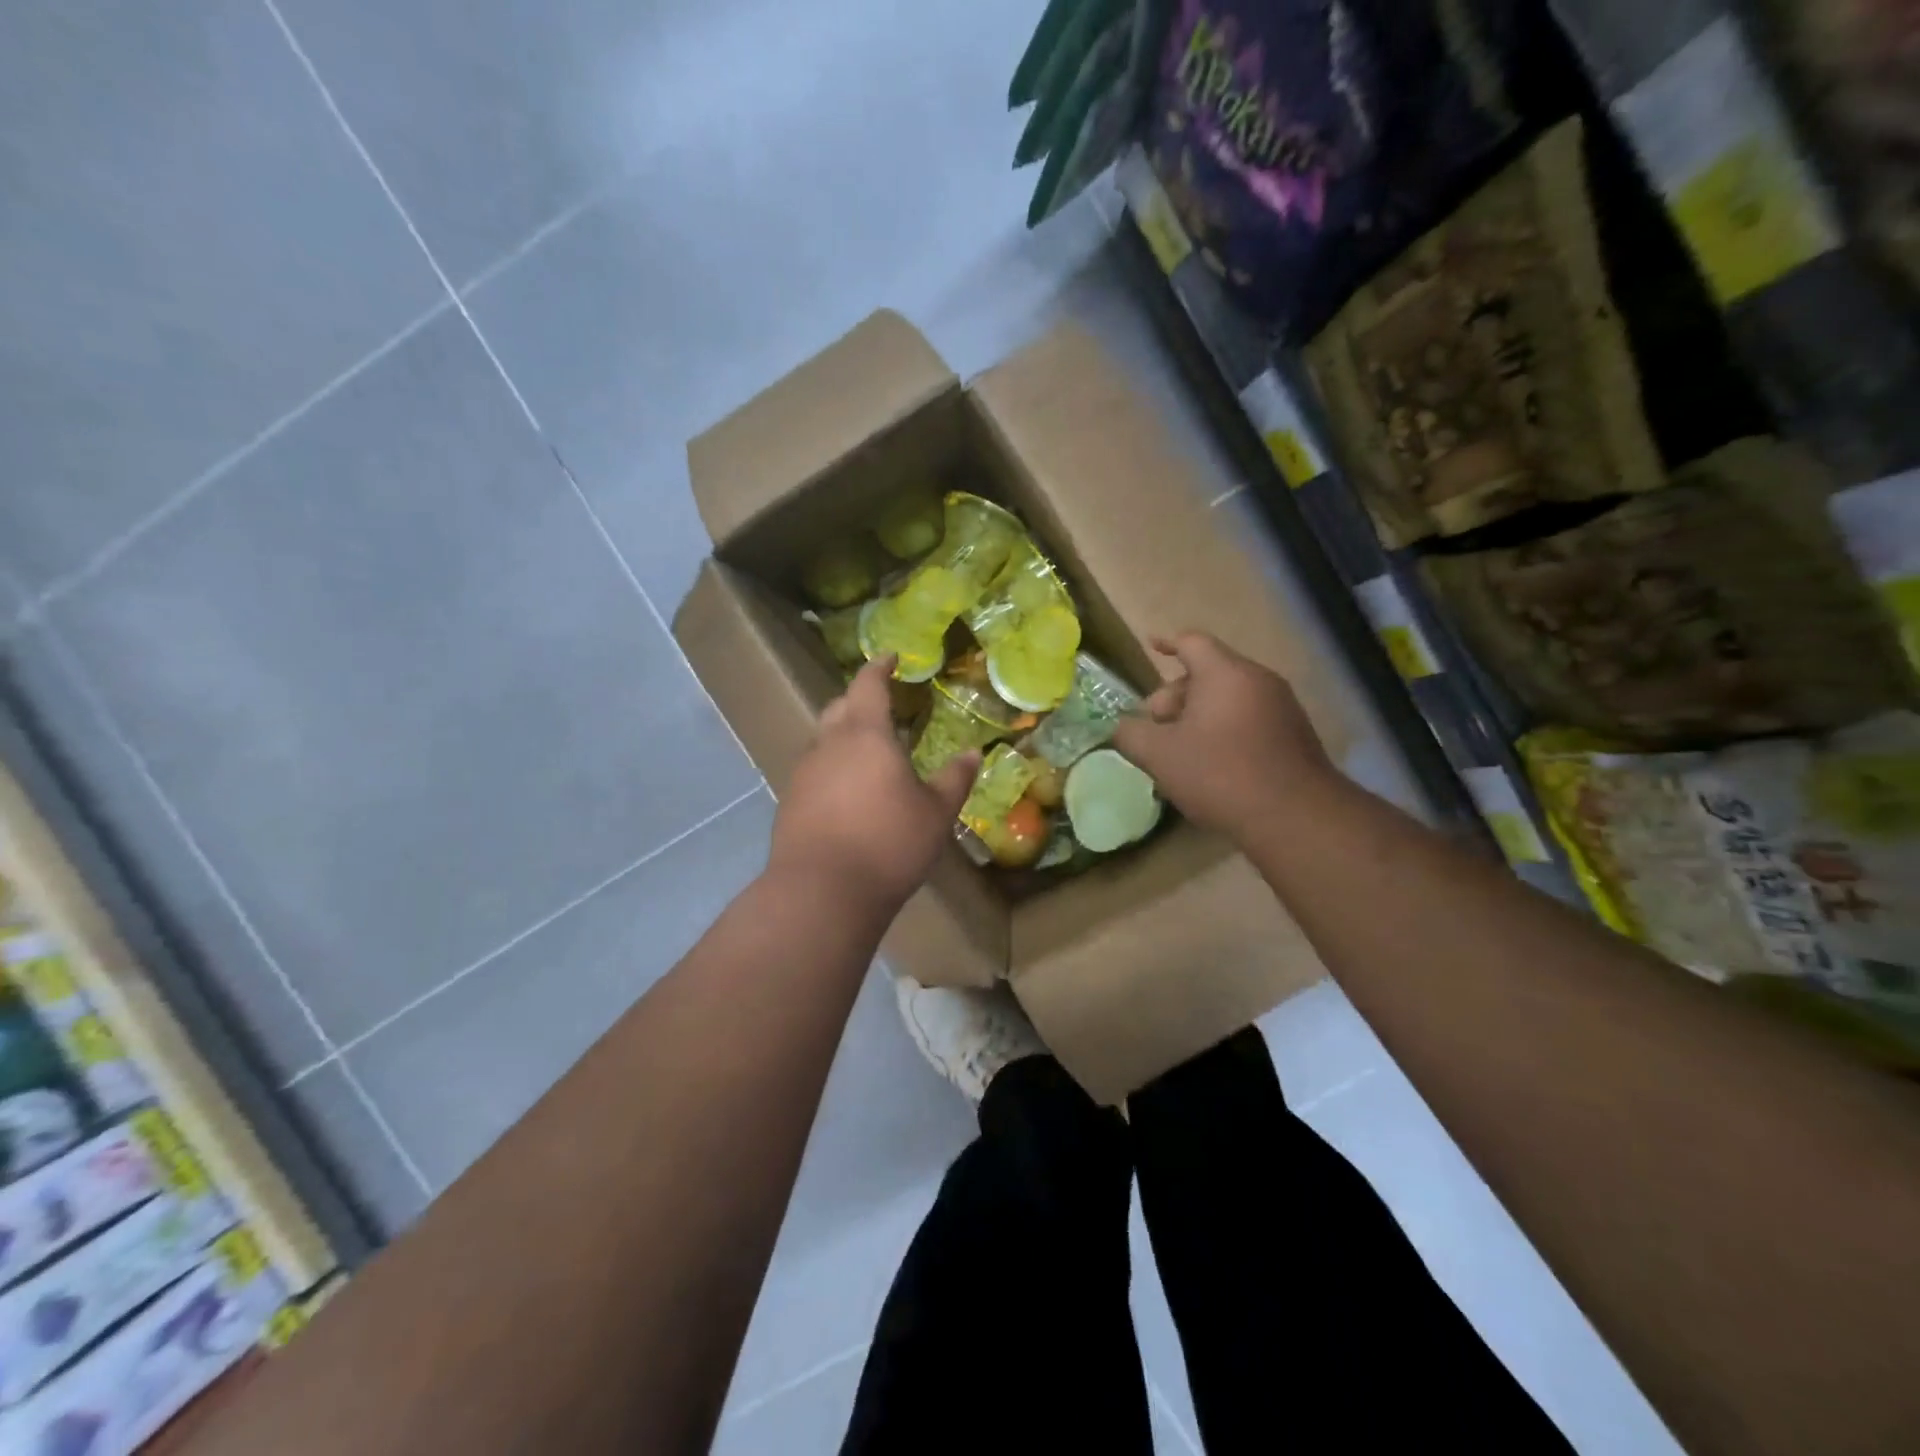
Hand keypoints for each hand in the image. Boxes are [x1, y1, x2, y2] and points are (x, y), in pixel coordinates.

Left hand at [768, 656, 980, 911]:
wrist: (822, 891)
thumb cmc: (888, 843)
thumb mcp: (935, 813)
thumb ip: (954, 780)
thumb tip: (972, 754)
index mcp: (866, 734)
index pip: (869, 685)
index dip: (879, 667)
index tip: (890, 657)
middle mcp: (829, 744)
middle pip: (839, 707)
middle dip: (858, 699)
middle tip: (881, 705)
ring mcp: (804, 773)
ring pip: (823, 739)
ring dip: (844, 735)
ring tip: (868, 752)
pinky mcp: (790, 802)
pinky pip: (814, 770)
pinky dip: (832, 767)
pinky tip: (847, 792)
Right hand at [1114, 632, 1338, 844]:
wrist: (1295, 817)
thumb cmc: (1219, 774)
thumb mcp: (1159, 755)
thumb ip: (1130, 734)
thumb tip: (1121, 726)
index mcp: (1224, 673)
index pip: (1191, 642)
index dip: (1166, 643)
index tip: (1151, 647)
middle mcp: (1258, 680)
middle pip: (1208, 673)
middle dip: (1175, 696)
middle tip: (1155, 728)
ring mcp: (1282, 707)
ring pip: (1229, 699)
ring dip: (1198, 716)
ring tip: (1179, 752)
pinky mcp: (1294, 736)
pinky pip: (1248, 719)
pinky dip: (1224, 730)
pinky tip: (1211, 766)